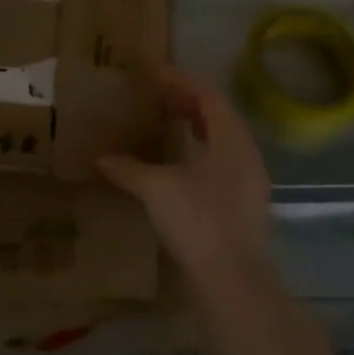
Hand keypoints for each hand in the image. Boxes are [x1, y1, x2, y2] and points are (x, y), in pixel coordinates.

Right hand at [98, 68, 270, 286]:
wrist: (233, 281)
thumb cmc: (198, 221)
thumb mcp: (156, 189)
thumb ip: (129, 169)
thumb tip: (102, 159)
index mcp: (231, 138)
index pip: (209, 94)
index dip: (181, 79)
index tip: (154, 73)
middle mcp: (247, 152)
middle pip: (220, 113)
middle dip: (189, 101)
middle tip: (158, 98)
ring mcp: (251, 180)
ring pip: (224, 138)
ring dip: (198, 126)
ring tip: (169, 124)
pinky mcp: (246, 203)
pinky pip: (225, 160)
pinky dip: (203, 150)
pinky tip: (181, 163)